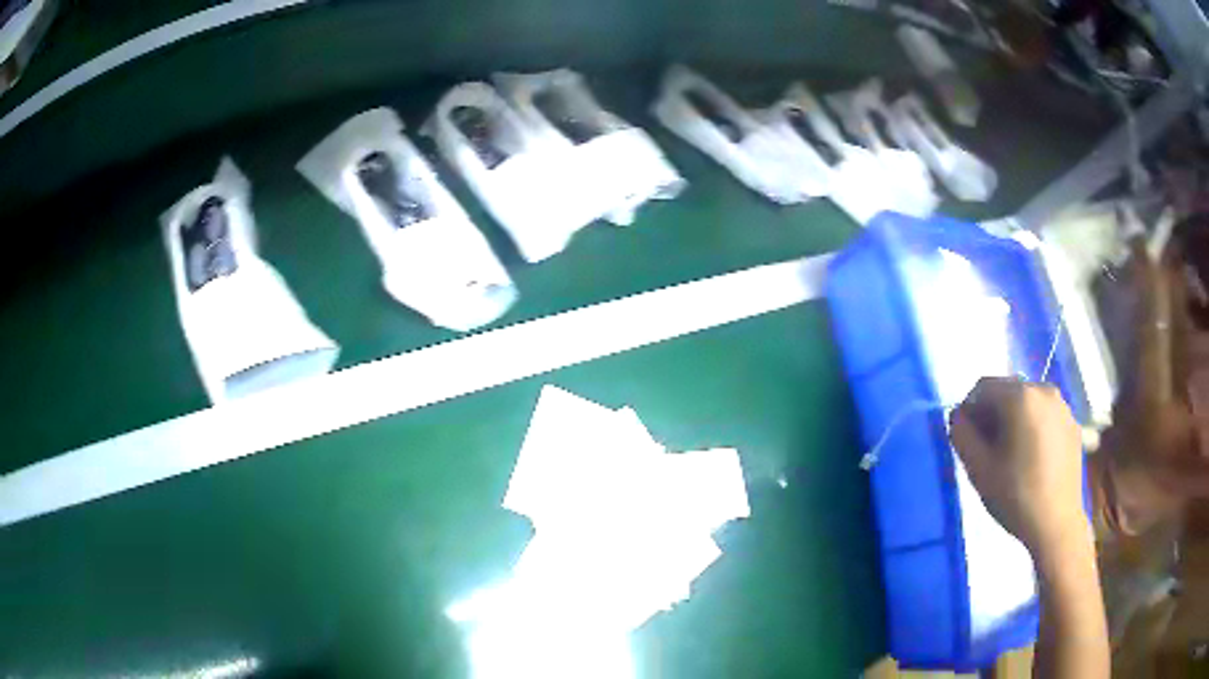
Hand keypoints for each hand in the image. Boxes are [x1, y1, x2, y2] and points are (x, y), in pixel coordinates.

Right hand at [949, 377, 1086, 553]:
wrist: (1056, 525)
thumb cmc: (1015, 497)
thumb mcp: (978, 469)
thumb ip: (962, 435)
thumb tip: (958, 416)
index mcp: (1021, 396)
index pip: (983, 387)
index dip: (969, 410)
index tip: (966, 440)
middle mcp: (1044, 390)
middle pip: (1008, 392)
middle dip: (992, 415)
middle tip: (986, 451)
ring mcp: (1063, 406)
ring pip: (1028, 404)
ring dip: (1013, 422)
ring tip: (1010, 458)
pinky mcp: (1073, 424)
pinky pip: (1045, 416)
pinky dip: (1033, 429)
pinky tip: (1031, 461)